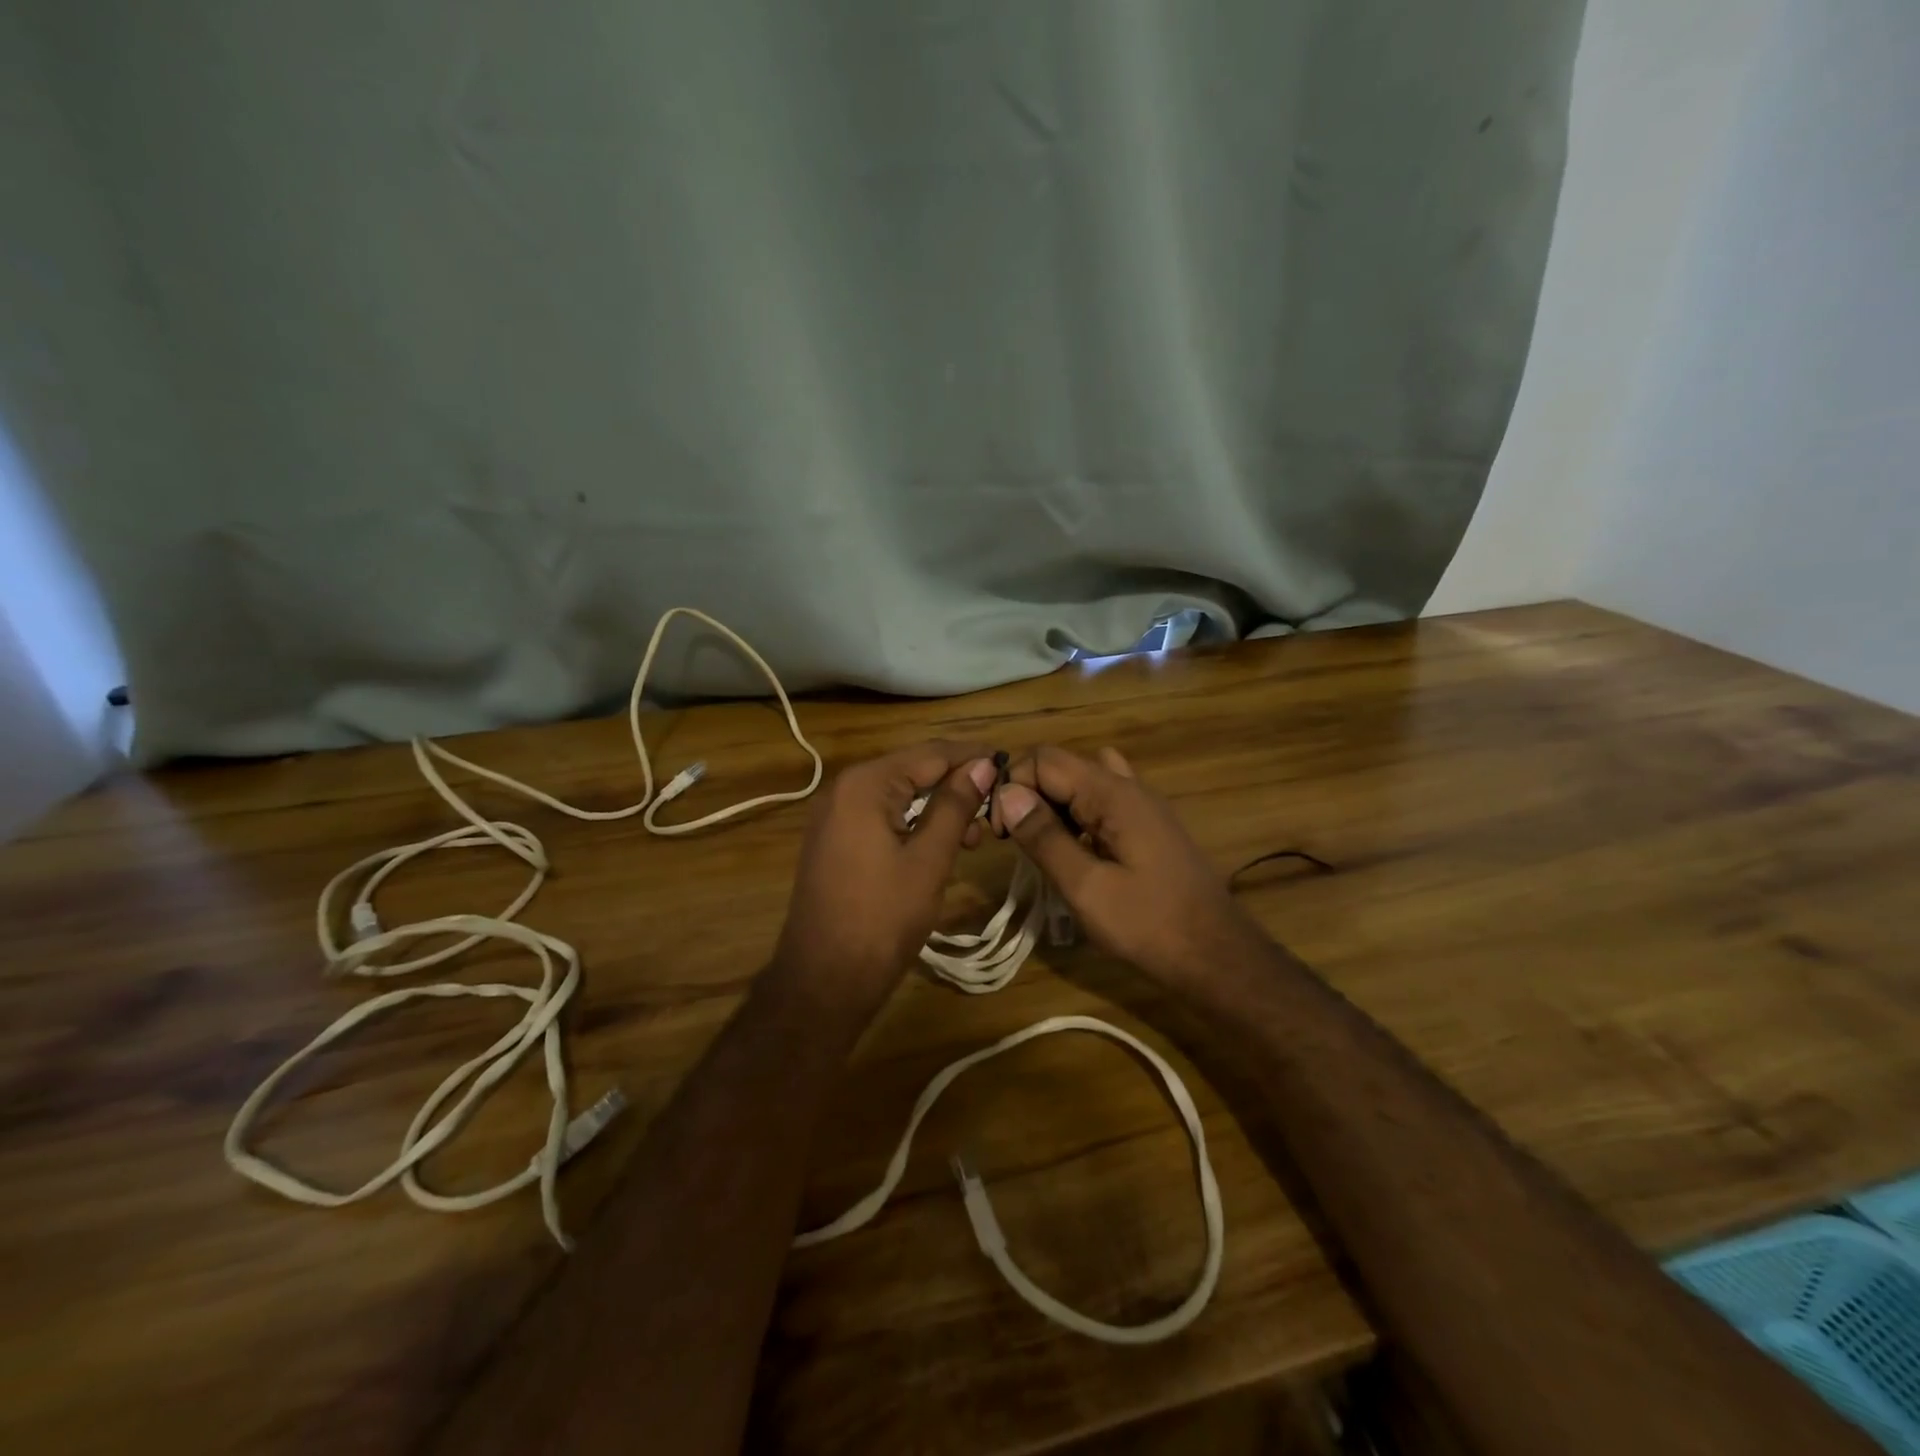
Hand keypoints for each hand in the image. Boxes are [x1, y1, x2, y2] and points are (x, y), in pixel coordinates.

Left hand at [773, 741, 997, 1004]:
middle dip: (957, 785)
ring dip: (938, 807)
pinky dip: (914, 823)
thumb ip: (955, 805)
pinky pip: (882, 815)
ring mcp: (834, 814)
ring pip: (899, 794)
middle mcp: (844, 788)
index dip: (972, 757)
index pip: (930, 754)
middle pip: (913, 770)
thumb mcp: (929, 859)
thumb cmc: (882, 918)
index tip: (1010, 765)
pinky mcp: (834, 839)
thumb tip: (983, 764)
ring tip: (975, 836)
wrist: (824, 979)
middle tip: (997, 809)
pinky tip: (941, 843)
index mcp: (865, 784)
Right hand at [992, 745, 1257, 983]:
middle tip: (1016, 842)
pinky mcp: (1150, 827)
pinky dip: (1079, 816)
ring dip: (1055, 804)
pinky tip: (1076, 852)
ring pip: (1084, 782)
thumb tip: (1007, 795)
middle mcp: (1130, 787)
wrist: (1217, 956)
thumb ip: (1044, 837)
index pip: (1045, 760)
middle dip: (1031, 794)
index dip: (1013, 787)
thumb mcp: (1086, 887)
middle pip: (1064, 766)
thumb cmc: (1148, 925)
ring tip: (1043, 844)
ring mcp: (1144, 806)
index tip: (999, 832)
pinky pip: (1104, 803)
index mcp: (1113, 794)